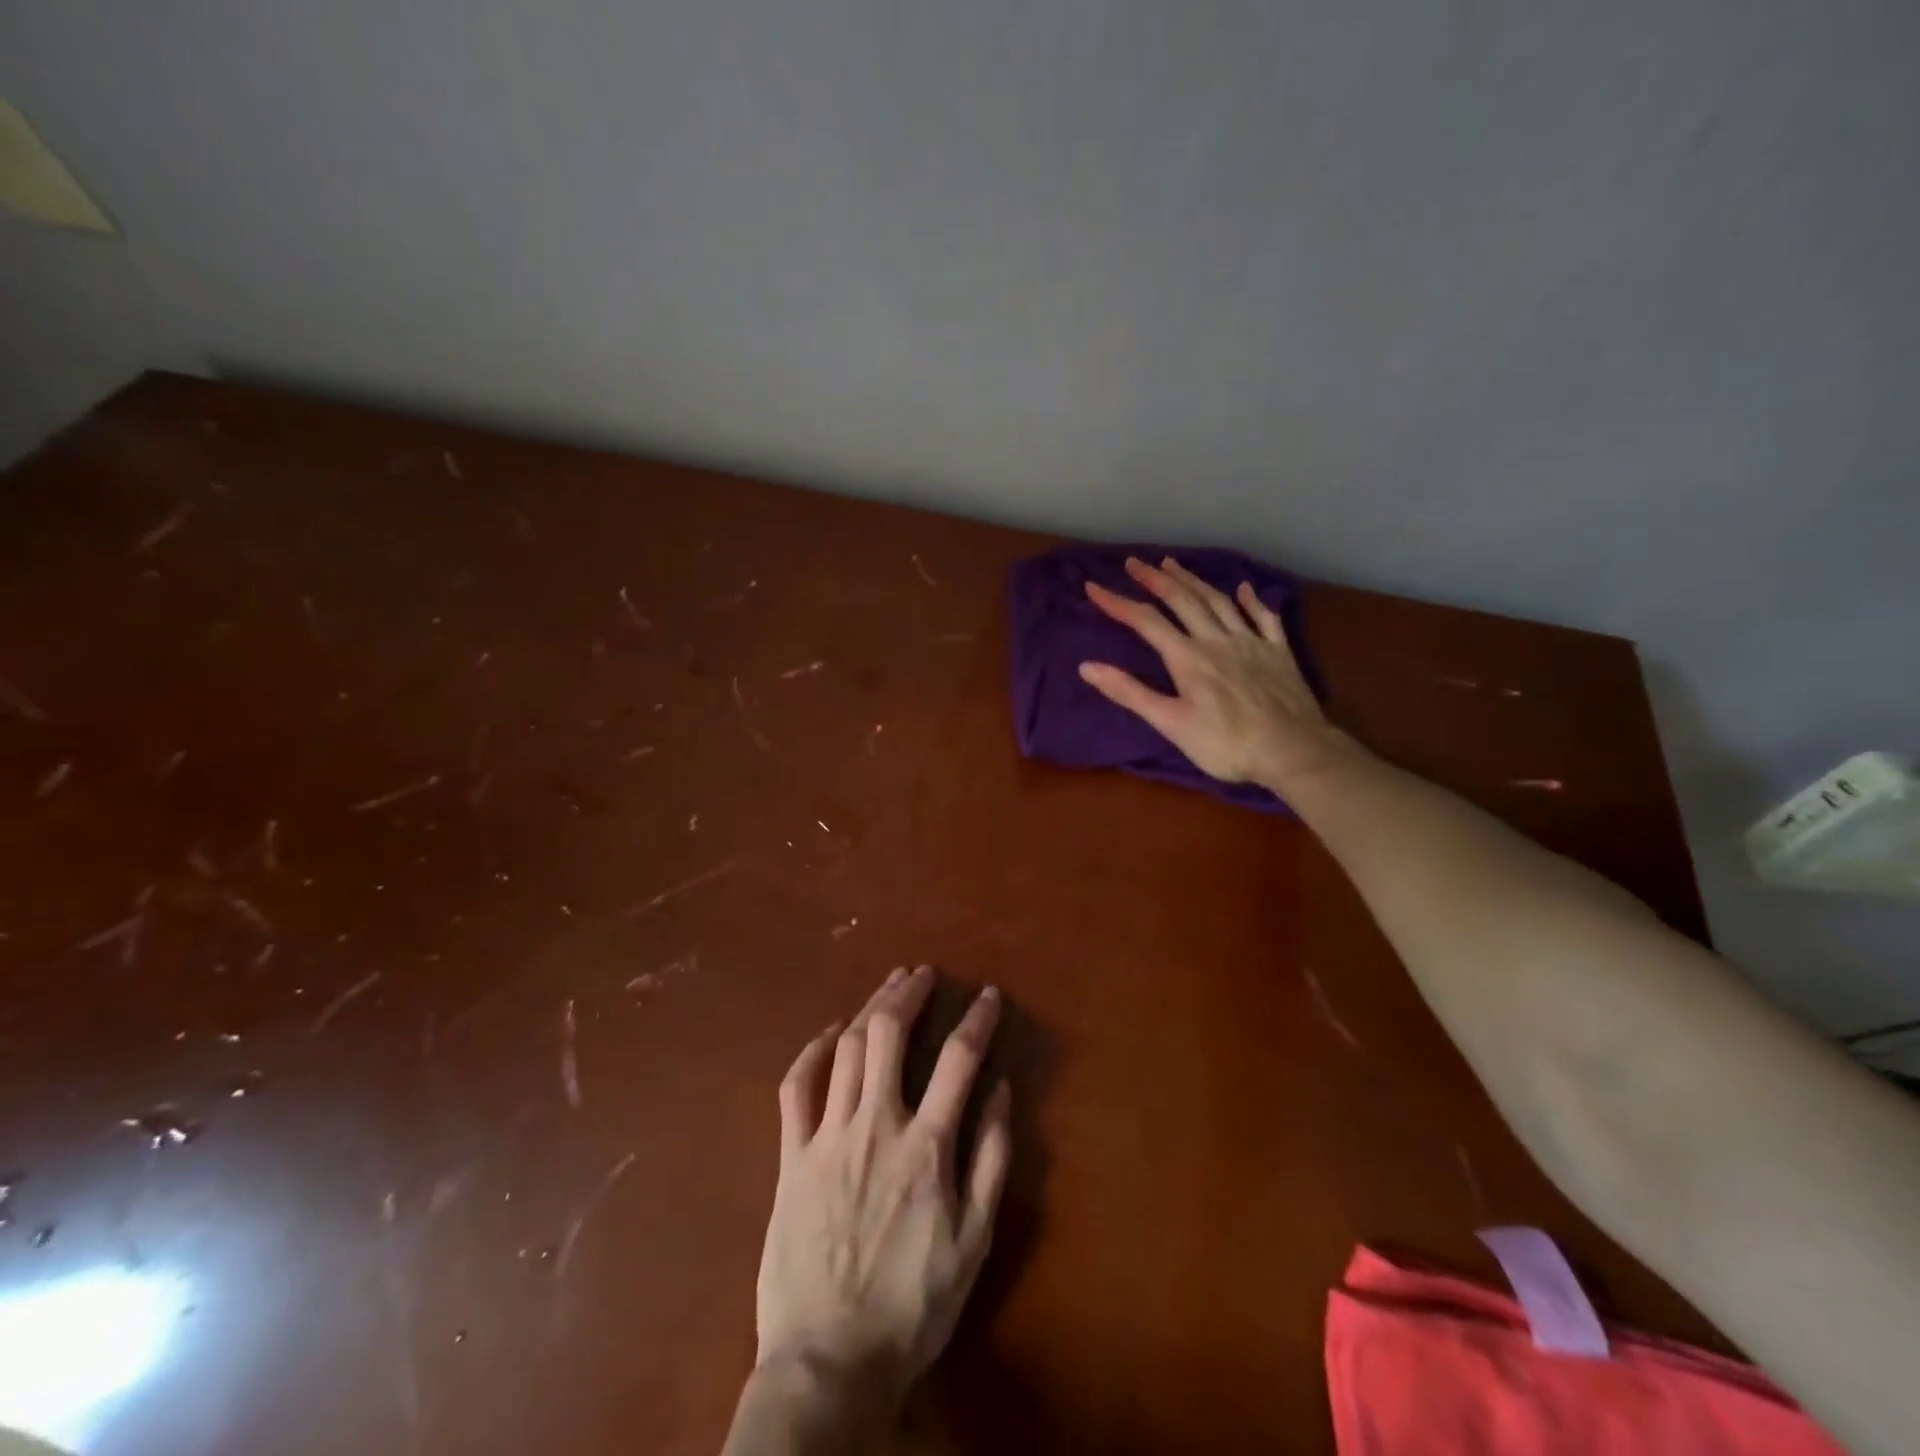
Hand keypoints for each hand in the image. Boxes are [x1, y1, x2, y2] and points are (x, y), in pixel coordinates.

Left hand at [757, 967, 1011, 1406]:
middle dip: (908, 992)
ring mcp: (827, 1137)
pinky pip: (796, 1088)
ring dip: (869, 1008)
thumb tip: (1003, 1091)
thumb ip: (991, 1160)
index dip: (978, 1019)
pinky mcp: (791, 1157)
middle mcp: (875, 1125)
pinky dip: (813, 1051)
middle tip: (923, 973)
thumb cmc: (913, 1305)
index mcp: (926, 1146)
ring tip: (888, 986)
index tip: (989, 995)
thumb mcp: (974, 1242)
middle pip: (889, 1034)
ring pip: (847, 1048)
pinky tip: (831, 1032)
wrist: (829, 1363)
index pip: (959, 1059)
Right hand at [1079, 556, 1352, 793]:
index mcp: (1187, 657)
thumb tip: (1087, 667)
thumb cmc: (1224, 743)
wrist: (1291, 750)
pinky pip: (1263, 617)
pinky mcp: (1278, 652)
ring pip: (1218, 601)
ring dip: (1194, 580)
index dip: (1118, 602)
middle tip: (1135, 562)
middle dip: (1156, 579)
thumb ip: (1130, 693)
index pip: (1145, 621)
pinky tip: (1244, 588)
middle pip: (1182, 600)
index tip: (1093, 587)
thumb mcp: (1170, 723)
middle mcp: (1216, 639)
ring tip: (1175, 564)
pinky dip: (1251, 599)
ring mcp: (1251, 642)